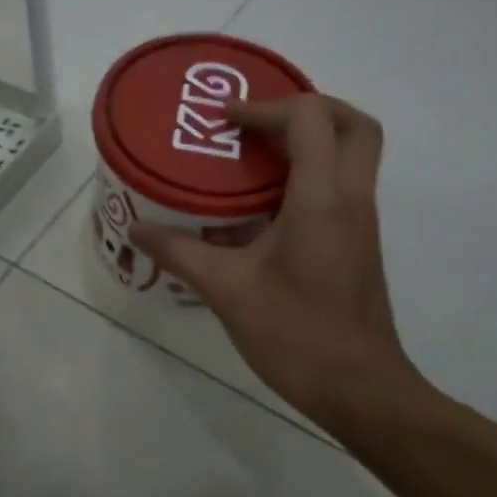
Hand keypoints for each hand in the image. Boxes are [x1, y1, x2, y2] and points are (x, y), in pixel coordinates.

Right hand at [130, 94, 429, 430]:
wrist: (360, 389)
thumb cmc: (295, 334)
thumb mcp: (226, 290)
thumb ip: (179, 252)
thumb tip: (136, 228)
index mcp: (322, 199)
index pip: (310, 118)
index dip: (265, 107)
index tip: (224, 121)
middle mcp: (351, 199)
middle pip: (354, 124)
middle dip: (307, 109)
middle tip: (257, 123)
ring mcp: (361, 221)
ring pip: (354, 153)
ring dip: (311, 140)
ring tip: (254, 153)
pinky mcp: (358, 242)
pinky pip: (342, 184)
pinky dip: (310, 172)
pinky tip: (264, 202)